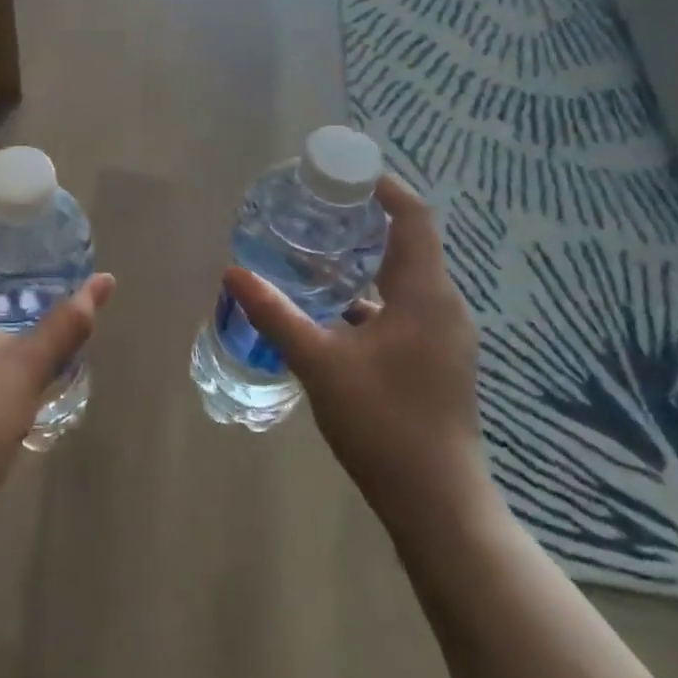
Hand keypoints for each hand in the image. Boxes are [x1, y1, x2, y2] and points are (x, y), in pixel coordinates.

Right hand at [225, 175, 496, 537]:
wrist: (439, 505)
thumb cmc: (384, 424)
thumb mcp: (320, 364)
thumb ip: (276, 315)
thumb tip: (233, 273)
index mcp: (426, 294)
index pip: (414, 217)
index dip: (383, 186)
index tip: (342, 173)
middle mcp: (443, 306)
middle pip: (409, 242)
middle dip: (366, 219)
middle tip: (318, 206)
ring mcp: (443, 336)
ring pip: (405, 278)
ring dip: (365, 259)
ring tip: (317, 249)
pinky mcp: (435, 360)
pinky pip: (404, 308)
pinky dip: (370, 296)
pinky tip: (332, 309)